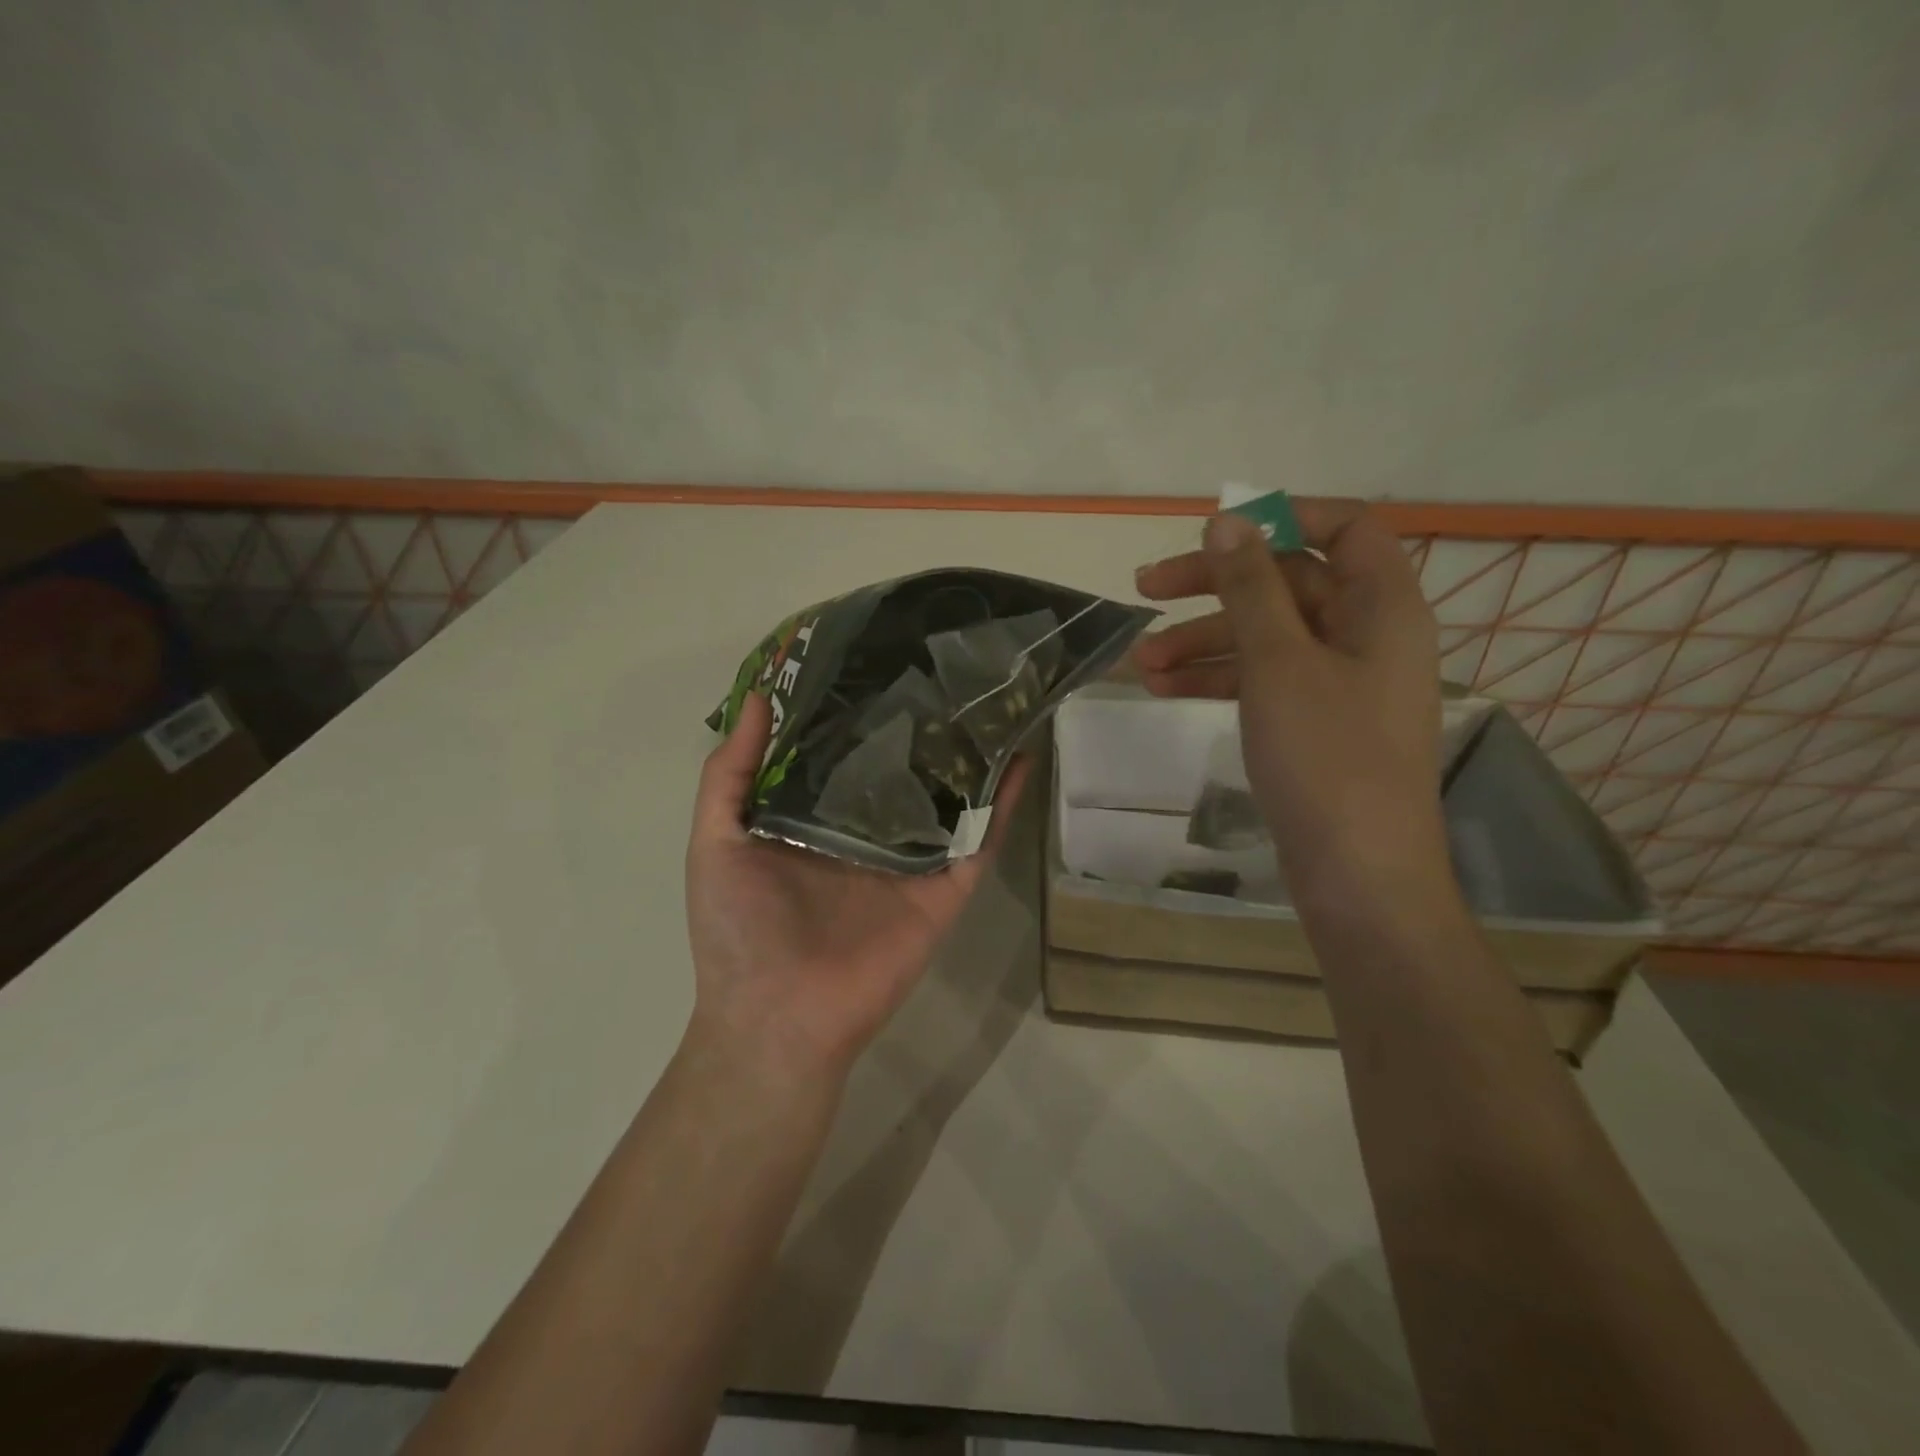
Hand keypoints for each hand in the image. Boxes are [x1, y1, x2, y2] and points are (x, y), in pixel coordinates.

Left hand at [684, 692, 1027, 1081]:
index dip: (859, 708)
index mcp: (816, 818)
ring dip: (971, 753)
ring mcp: (912, 858)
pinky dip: (1003, 800)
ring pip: (949, 795)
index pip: (845, 750)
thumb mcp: (716, 839)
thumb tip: (755, 695)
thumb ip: (730, 772)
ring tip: (992, 696)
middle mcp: (868, 831)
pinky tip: (1020, 755)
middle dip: (922, 721)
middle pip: (903, 767)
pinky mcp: (945, 887)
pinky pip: (980, 838)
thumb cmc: (738, 928)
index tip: (876, 654)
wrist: (778, 1017)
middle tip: (945, 663)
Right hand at [1132, 500, 1445, 899]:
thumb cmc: (1326, 757)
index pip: (1344, 527)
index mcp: (1382, 606)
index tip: (1216, 534)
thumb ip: (1250, 588)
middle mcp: (1366, 634)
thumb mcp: (1279, 663)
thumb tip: (1226, 521)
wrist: (1357, 874)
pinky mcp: (1314, 723)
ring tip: (1141, 663)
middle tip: (1146, 591)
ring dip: (1202, 640)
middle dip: (1214, 588)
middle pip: (1288, 583)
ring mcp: (1340, 682)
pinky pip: (1263, 679)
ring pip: (1266, 636)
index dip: (1282, 518)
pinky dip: (1217, 678)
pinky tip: (1164, 689)